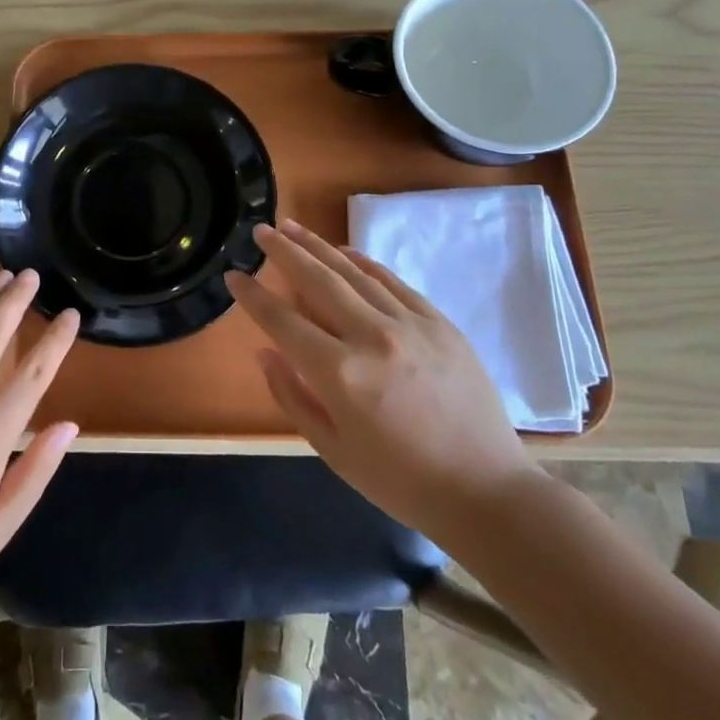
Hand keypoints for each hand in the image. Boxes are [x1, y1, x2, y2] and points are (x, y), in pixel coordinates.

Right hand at [226, 221, 540, 544]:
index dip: (253, 297)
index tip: (233, 276)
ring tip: (292, 228)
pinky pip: (393, 282)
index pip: (283, 321)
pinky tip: (344, 251)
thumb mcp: (332, 450)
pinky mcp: (439, 323)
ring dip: (318, 248)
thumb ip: (292, 396)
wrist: (485, 491)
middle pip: (317, 281)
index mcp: (340, 374)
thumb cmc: (400, 481)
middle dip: (283, 252)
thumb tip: (265, 351)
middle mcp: (372, 337)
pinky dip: (364, 263)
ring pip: (353, 273)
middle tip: (260, 231)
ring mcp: (410, 324)